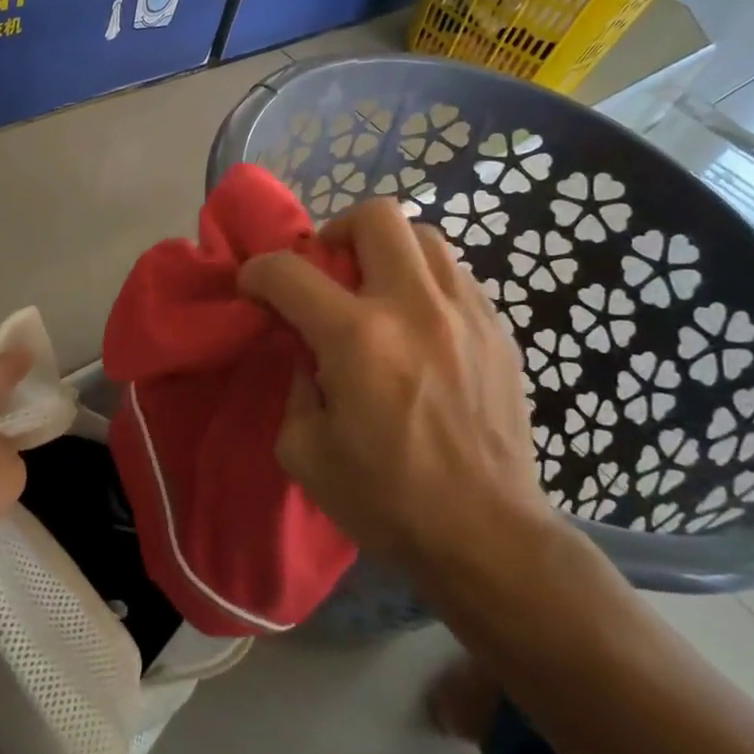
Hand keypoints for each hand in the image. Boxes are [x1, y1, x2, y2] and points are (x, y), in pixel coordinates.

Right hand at [239, 199, 553, 577]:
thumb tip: (309, 352)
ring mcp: (466, 312)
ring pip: (425, 236)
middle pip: (376, 217)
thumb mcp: (305, 452)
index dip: (259, 271)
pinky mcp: (499, 330)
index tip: (254, 286)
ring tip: (376, 290)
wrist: (488, 536)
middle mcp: (414, 307)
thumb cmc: (388, 501)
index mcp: (358, 338)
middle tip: (328, 270)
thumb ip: (295, 386)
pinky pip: (456, 274)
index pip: (290, 272)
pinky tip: (418, 323)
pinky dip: (424, 281)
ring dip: (387, 250)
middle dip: (336, 231)